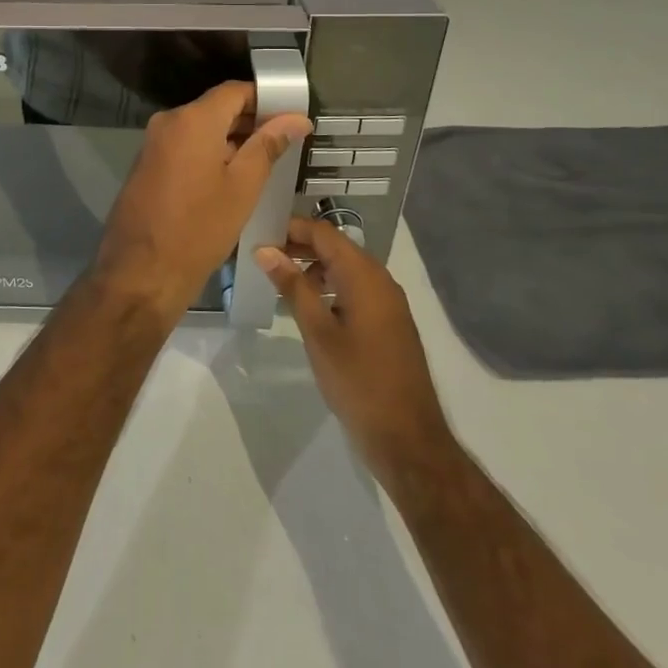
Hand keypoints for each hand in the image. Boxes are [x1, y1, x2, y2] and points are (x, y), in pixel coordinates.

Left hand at [95, 81, 311, 325]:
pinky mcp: (147, 164)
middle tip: (285, 143)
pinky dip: (208, 153)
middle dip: (250, 121)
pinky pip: (184, 146)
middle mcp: (168, 121)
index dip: (266, 99)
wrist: (141, 272)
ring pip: (200, 128)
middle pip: (216, 107)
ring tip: (265, 162)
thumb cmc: (199, 228)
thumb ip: (268, 145)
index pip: (235, 91)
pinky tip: (231, 177)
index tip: (292, 117)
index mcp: (192, 119)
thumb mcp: (243, 187)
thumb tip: (296, 118)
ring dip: (230, 139)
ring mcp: (154, 143)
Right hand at [258, 218, 450, 480]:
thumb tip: (265, 250)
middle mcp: (380, 280)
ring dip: (314, 266)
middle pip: (336, 246)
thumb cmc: (357, 381)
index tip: (259, 233)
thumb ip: (292, 286)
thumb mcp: (318, 332)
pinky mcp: (389, 322)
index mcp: (364, 276)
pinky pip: (356, 288)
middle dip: (300, 245)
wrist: (407, 438)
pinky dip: (331, 286)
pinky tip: (310, 306)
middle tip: (264, 255)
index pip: (323, 232)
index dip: (291, 228)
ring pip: (346, 268)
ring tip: (281, 280)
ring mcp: (388, 302)